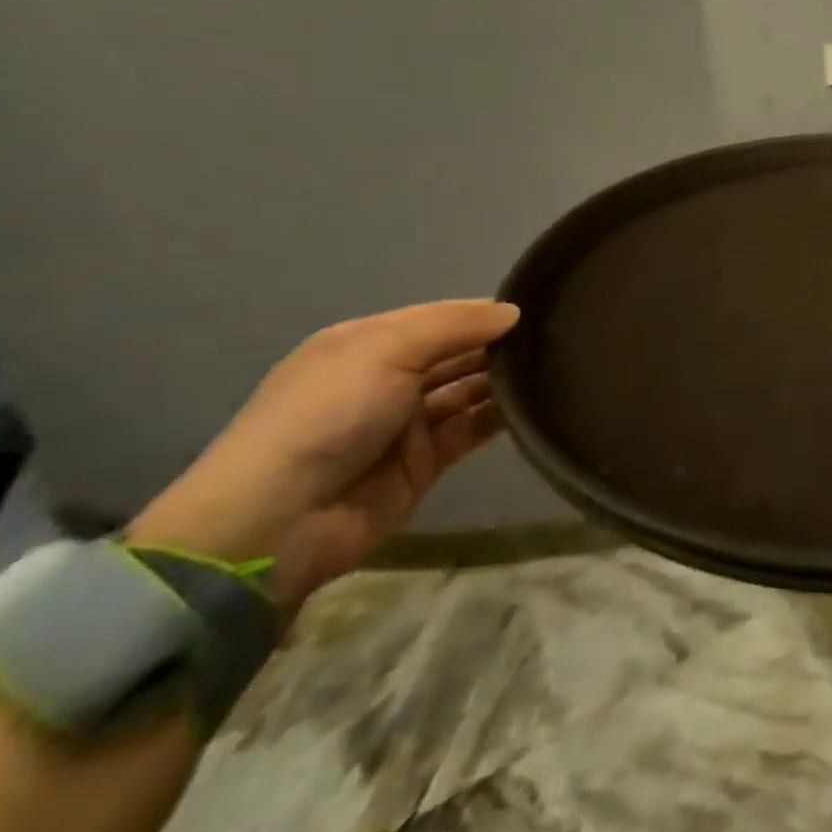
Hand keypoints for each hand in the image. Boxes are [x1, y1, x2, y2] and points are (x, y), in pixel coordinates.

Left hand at [129, 300, 519, 613]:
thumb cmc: (326, 415)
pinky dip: (500, 416)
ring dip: (504, 378)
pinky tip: (538, 401)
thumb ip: (454, 326)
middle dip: (498, 344)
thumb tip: (514, 312)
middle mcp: (389, 378)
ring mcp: (406, 422)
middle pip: (456, 352)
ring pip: (468, 389)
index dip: (484, 312)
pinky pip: (471, 429)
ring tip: (557, 364)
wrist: (275, 524)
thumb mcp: (385, 350)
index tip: (537, 306)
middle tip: (556, 335)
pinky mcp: (424, 463)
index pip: (441, 317)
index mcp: (368, 343)